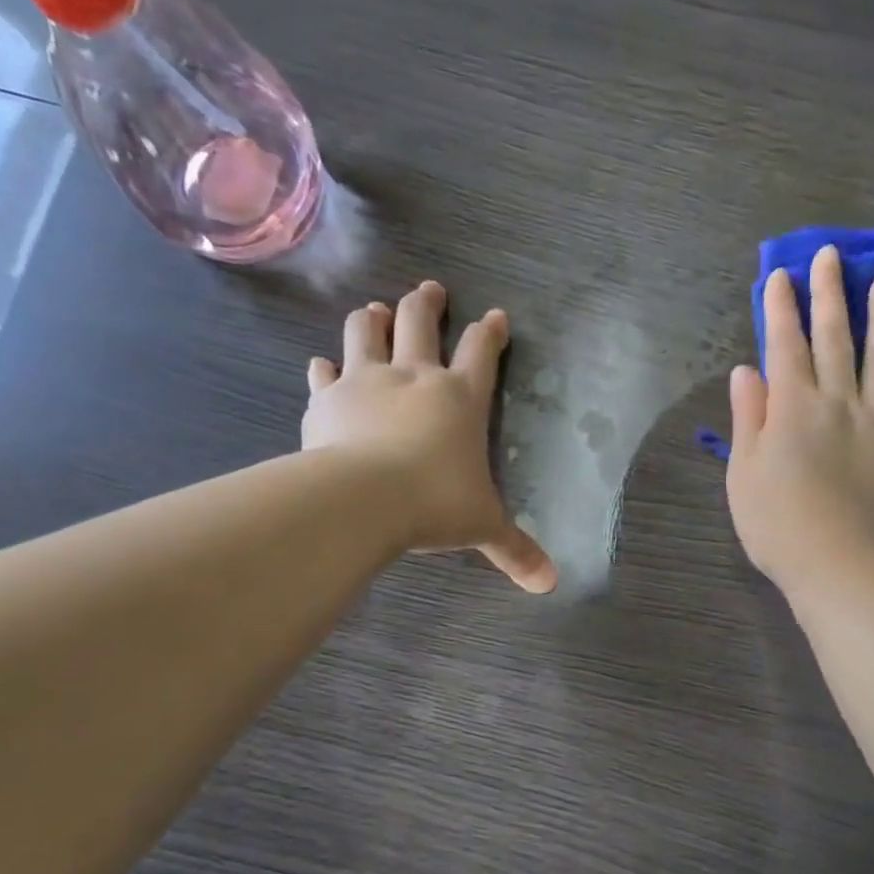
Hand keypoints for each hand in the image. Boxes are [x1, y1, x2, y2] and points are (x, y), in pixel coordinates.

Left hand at [303, 280, 556, 593]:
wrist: (362, 499)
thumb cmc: (435, 504)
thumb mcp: (483, 527)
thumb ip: (515, 550)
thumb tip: (550, 584)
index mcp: (460, 398)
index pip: (482, 352)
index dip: (491, 332)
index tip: (495, 316)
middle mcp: (414, 377)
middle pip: (420, 321)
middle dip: (427, 303)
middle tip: (430, 290)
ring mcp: (366, 381)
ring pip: (366, 331)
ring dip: (372, 318)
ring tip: (374, 310)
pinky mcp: (327, 399)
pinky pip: (324, 373)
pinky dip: (325, 368)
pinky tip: (323, 366)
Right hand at [725, 245, 873, 594]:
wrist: (839, 565)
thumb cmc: (777, 524)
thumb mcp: (744, 473)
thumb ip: (748, 417)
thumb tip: (747, 371)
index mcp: (793, 408)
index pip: (785, 345)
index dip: (782, 308)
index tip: (781, 274)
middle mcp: (838, 402)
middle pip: (834, 339)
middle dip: (830, 294)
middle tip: (831, 255)